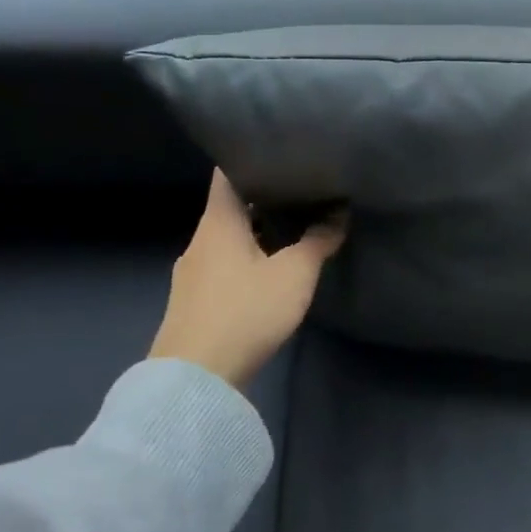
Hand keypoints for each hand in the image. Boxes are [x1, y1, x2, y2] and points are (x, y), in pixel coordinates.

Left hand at [150, 170, 346, 388]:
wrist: (194, 380)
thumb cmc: (245, 311)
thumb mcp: (295, 274)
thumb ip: (319, 241)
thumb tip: (338, 216)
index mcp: (218, 223)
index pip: (227, 173)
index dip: (250, 156)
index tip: (279, 150)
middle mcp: (200, 241)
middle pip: (231, 207)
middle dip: (264, 197)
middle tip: (301, 189)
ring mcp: (192, 274)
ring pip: (228, 238)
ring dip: (257, 231)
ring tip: (293, 227)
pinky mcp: (194, 302)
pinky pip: (224, 264)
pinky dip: (247, 257)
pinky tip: (270, 269)